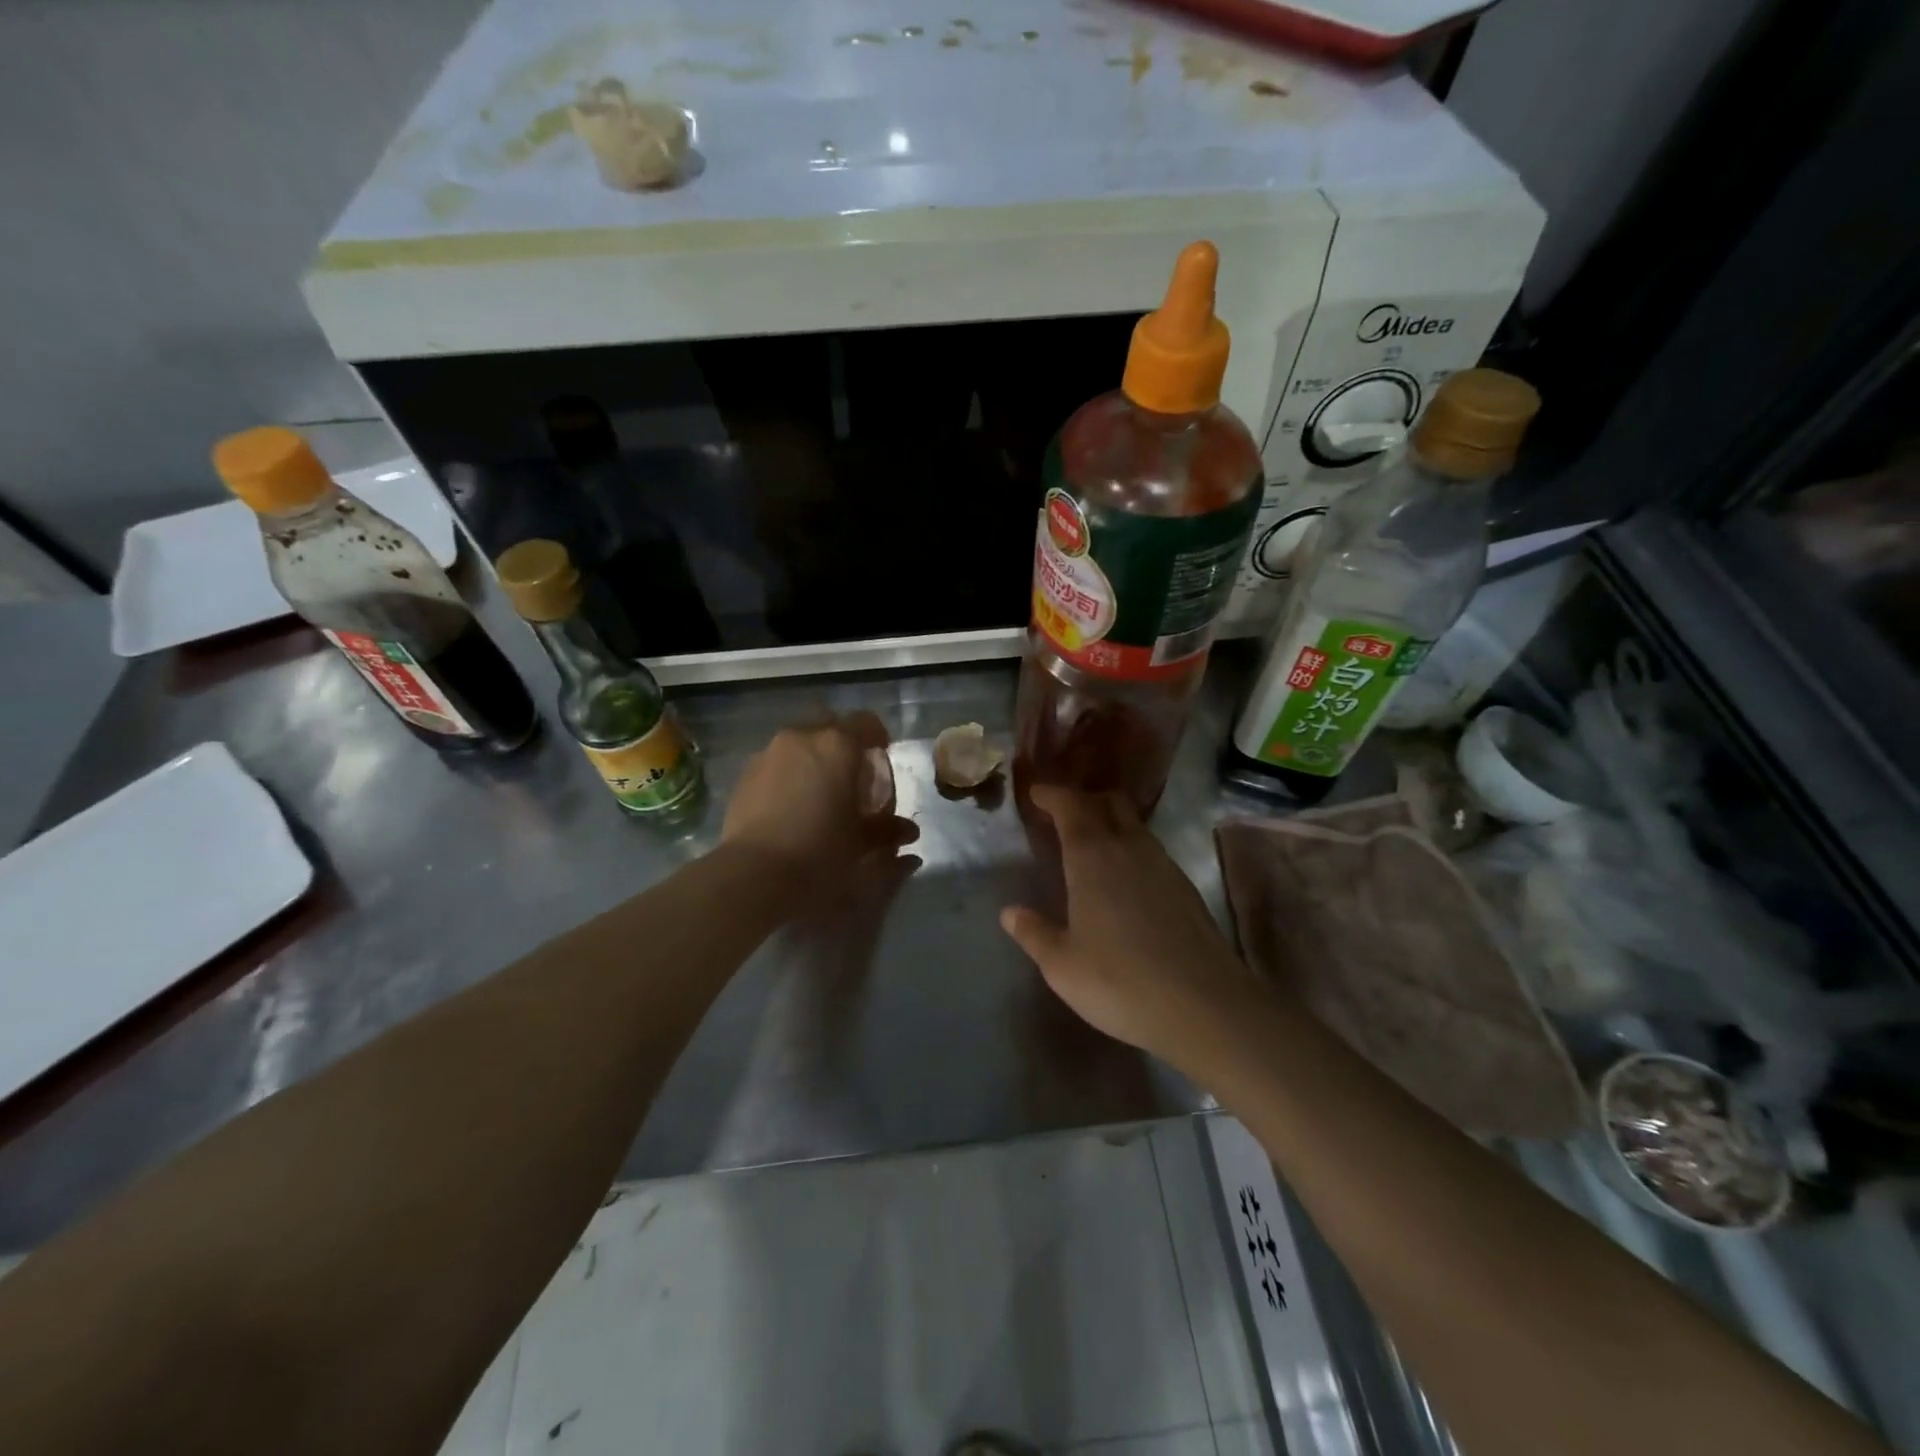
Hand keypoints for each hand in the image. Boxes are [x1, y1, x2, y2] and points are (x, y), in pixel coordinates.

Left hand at [721, 712, 916, 903]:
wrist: (754, 875)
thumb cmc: (820, 852)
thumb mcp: (863, 843)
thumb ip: (888, 830)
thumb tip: (908, 831)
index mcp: (837, 745)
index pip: (866, 722)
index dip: (878, 737)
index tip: (881, 758)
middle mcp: (801, 738)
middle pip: (830, 727)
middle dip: (843, 746)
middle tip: (851, 777)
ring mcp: (769, 753)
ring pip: (799, 745)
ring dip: (813, 760)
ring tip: (819, 794)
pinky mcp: (745, 774)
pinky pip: (776, 764)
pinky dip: (789, 776)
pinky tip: (791, 807)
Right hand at [999, 786, 1263, 1070]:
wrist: (1204, 1007)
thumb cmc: (1120, 982)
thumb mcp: (1062, 965)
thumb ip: (1034, 933)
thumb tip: (1010, 912)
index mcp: (1092, 857)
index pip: (1071, 805)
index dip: (1052, 795)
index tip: (1036, 794)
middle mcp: (1130, 847)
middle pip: (1108, 803)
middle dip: (1083, 800)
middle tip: (1062, 815)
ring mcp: (1163, 865)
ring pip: (1134, 824)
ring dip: (1109, 822)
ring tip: (1089, 845)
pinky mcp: (1185, 887)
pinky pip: (1150, 849)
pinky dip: (1130, 847)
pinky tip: (1123, 879)